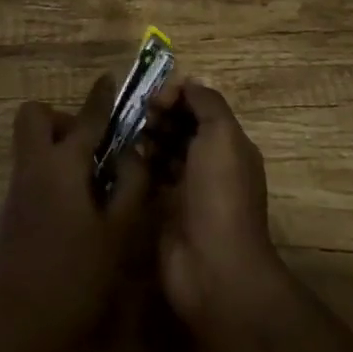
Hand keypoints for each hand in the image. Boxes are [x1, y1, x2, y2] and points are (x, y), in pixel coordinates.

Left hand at [0, 74, 150, 351]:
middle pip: (35, 117)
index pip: (86, 118)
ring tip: (95, 182)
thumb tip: (135, 153)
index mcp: (63, 164)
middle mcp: (35, 167)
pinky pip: (32, 171)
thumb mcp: (116, 234)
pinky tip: (78, 208)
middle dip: (62, 119)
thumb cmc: (74, 278)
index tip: (110, 80)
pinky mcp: (12, 214)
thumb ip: (130, 186)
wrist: (16, 330)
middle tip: (92, 147)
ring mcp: (19, 190)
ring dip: (58, 147)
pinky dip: (53, 173)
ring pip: (32, 145)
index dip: (100, 97)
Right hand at [148, 79, 283, 329]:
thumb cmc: (220, 194)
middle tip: (139, 116)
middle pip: (182, 126)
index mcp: (230, 144)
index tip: (155, 99)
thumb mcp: (222, 135)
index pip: (201, 106)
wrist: (214, 268)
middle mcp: (211, 163)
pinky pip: (151, 178)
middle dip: (161, 115)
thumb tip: (187, 83)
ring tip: (129, 136)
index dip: (178, 95)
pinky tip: (122, 159)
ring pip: (165, 150)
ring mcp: (188, 189)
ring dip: (148, 138)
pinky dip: (139, 165)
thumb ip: (206, 102)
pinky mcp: (166, 211)